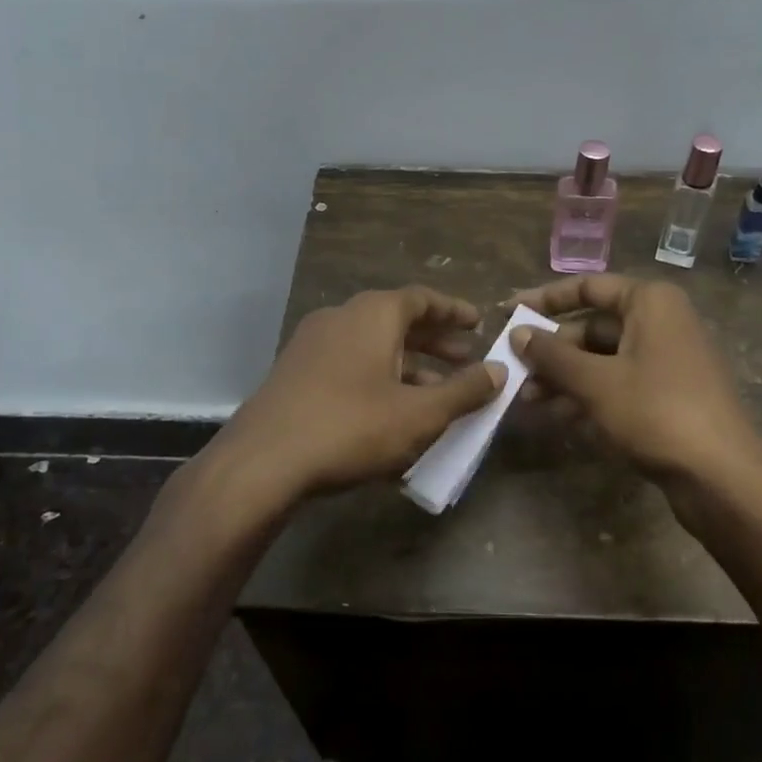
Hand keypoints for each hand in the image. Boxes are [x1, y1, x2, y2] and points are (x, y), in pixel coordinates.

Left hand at [216, 285, 505, 501]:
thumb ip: (464, 391)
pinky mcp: (295, 373)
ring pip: (372, 345)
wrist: (262, 462)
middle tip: (465, 360)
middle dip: (434, 341)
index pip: (422, 299)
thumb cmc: (351, 427)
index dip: (453, 311)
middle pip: (397, 321)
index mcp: (373, 314)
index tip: (478, 323)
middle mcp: (341, 317)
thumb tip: (499, 370)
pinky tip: (392, 412)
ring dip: (408, 364)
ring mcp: (312, 344)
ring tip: (436, 393)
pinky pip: (349, 364)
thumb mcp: (420, 414)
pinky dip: (378, 378)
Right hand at [508, 275, 761, 492]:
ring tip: (526, 399)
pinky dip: (588, 395)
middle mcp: (661, 322)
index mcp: (650, 302)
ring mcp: (667, 360)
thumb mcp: (595, 382)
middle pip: (593, 327)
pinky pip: (618, 384)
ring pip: (603, 359)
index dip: (545, 299)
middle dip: (552, 350)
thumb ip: (552, 355)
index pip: (588, 287)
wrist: (722, 476)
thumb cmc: (656, 412)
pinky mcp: (668, 395)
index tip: (508, 312)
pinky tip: (557, 415)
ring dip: (564, 376)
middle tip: (513, 369)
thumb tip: (517, 332)